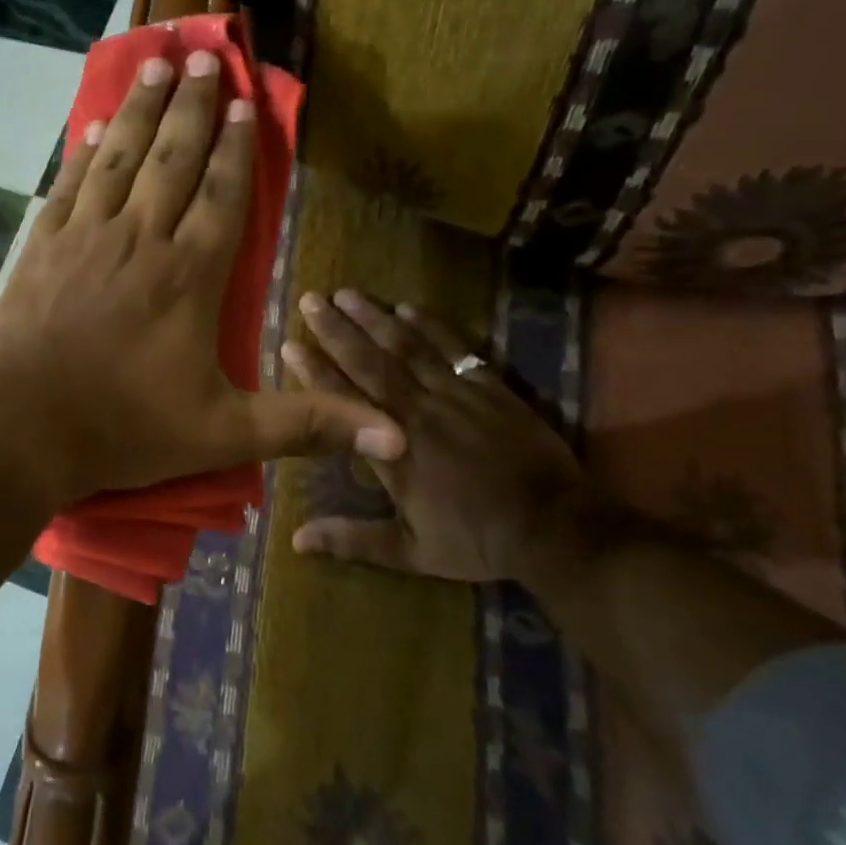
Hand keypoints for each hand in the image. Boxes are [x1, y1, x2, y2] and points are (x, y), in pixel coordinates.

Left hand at [0, 51, 403, 509]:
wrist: (24, 427)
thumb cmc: (126, 428)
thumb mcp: (225, 434)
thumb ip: (307, 424)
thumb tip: (397, 440)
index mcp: (190, 275)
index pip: (222, 194)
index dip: (235, 147)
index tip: (243, 103)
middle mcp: (140, 238)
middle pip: (172, 158)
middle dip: (192, 106)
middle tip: (204, 57)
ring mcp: (85, 235)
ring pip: (121, 157)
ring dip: (142, 108)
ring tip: (157, 65)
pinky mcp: (41, 245)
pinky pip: (71, 182)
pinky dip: (87, 149)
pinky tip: (97, 124)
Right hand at [282, 291, 587, 584]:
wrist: (556, 529)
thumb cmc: (477, 540)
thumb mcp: (411, 551)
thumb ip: (353, 540)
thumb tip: (296, 541)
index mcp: (394, 450)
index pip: (343, 402)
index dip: (313, 372)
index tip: (289, 345)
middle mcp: (418, 413)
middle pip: (370, 362)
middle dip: (336, 329)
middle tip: (310, 300)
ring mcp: (456, 396)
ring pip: (408, 348)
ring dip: (375, 318)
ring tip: (347, 293)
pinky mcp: (490, 389)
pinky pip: (455, 349)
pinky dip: (431, 326)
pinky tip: (409, 307)